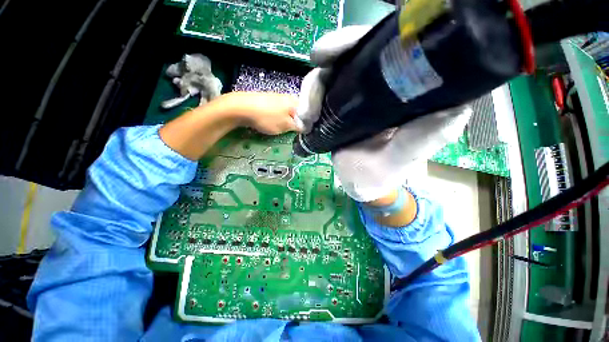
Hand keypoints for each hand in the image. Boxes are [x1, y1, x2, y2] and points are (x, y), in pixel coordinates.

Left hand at [160, 92, 299, 160]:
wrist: (241, 108)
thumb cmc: (267, 117)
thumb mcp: (285, 125)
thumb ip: (298, 126)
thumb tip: (307, 127)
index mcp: (294, 101)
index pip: (309, 110)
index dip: (309, 121)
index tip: (306, 130)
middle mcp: (288, 97)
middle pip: (298, 111)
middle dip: (298, 121)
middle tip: (296, 131)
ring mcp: (277, 97)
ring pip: (288, 111)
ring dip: (289, 120)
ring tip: (285, 128)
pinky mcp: (267, 100)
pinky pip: (279, 110)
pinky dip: (280, 117)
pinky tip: (275, 122)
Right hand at [296, 26, 471, 201]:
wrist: (360, 183)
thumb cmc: (381, 176)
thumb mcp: (399, 162)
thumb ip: (420, 140)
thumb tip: (456, 108)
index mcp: (400, 93)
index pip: (380, 49)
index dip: (354, 42)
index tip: (330, 55)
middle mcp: (376, 87)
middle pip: (345, 58)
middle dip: (323, 73)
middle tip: (310, 107)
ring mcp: (352, 96)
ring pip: (325, 76)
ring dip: (309, 94)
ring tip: (305, 122)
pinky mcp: (336, 107)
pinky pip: (316, 95)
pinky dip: (305, 105)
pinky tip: (303, 124)